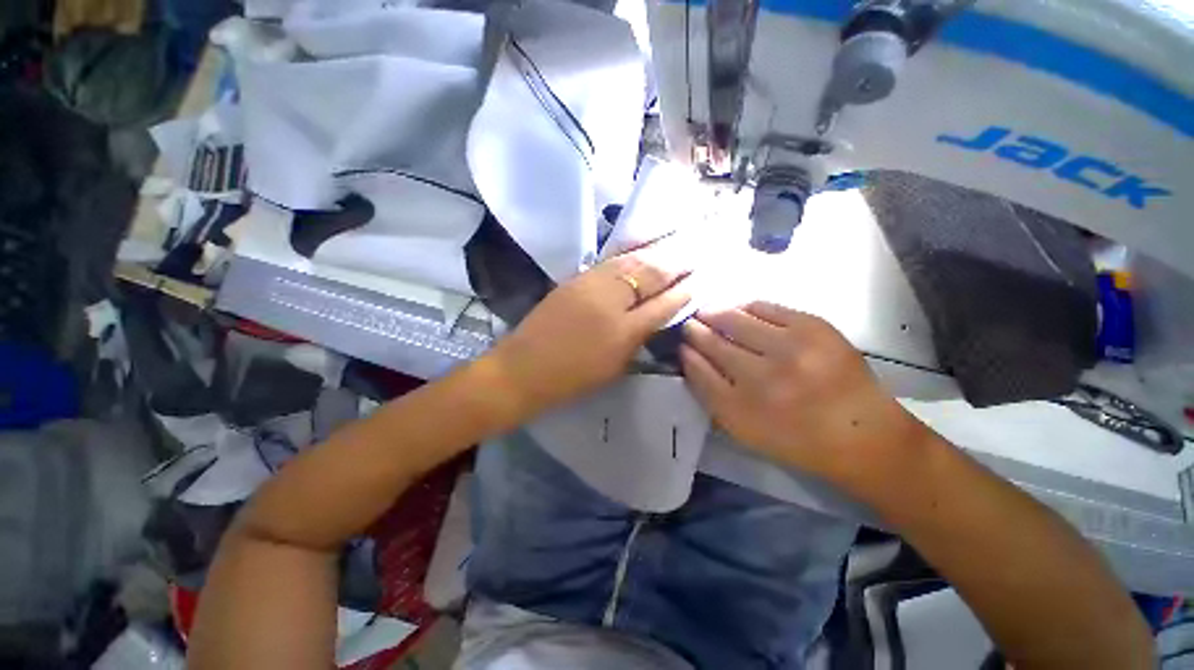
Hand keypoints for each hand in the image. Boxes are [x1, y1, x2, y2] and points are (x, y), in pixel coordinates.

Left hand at [491, 236, 692, 416]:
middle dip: (675, 264)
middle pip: (649, 276)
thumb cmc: (572, 378)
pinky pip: (610, 263)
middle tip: (694, 255)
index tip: (698, 281)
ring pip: (631, 263)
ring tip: (673, 247)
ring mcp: (591, 285)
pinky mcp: (575, 279)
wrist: (524, 368)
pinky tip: (640, 252)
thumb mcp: (614, 367)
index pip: (663, 305)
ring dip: (655, 253)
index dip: (683, 292)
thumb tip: (656, 318)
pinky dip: (630, 256)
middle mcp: (612, 302)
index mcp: (624, 332)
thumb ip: (638, 340)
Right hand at [680, 302, 928, 486]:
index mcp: (742, 409)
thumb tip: (688, 356)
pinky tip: (737, 309)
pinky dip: (745, 306)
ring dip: (715, 313)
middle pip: (713, 342)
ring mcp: (791, 349)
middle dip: (696, 329)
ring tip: (707, 312)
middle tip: (689, 324)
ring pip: (734, 319)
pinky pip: (765, 307)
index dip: (686, 352)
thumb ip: (710, 394)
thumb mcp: (743, 430)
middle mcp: (763, 377)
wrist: (864, 435)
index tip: (680, 343)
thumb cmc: (796, 439)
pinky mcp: (815, 328)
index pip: (698, 369)